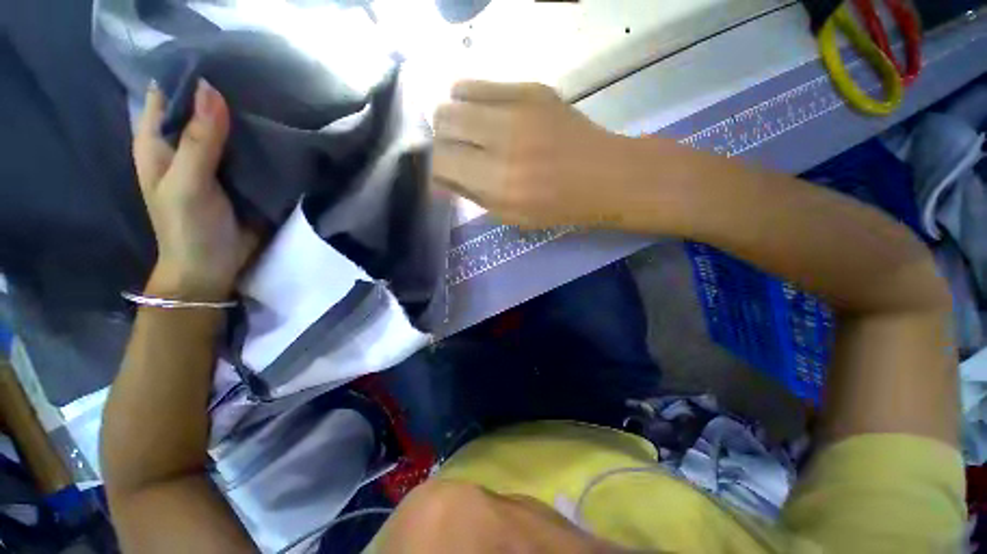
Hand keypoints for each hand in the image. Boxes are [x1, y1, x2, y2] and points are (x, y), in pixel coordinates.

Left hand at [133, 80, 258, 300]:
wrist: (211, 267)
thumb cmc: (188, 227)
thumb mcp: (188, 183)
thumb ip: (199, 140)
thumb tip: (211, 89)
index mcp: (158, 142)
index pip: (168, 96)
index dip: (189, 79)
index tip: (224, 67)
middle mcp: (182, 146)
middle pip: (200, 108)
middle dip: (223, 96)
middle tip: (256, 85)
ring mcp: (211, 162)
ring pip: (225, 128)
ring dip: (244, 118)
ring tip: (271, 104)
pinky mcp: (236, 177)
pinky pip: (246, 151)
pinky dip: (257, 141)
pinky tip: (275, 133)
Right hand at [432, 81, 633, 227]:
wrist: (604, 175)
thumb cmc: (558, 207)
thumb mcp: (512, 216)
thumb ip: (473, 195)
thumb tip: (443, 177)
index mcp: (498, 184)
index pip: (441, 162)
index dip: (435, 168)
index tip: (444, 174)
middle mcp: (502, 143)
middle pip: (442, 124)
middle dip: (441, 141)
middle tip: (455, 152)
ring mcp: (517, 110)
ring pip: (454, 100)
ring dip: (452, 119)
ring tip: (466, 132)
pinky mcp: (531, 89)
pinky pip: (479, 85)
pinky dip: (469, 99)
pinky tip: (480, 113)